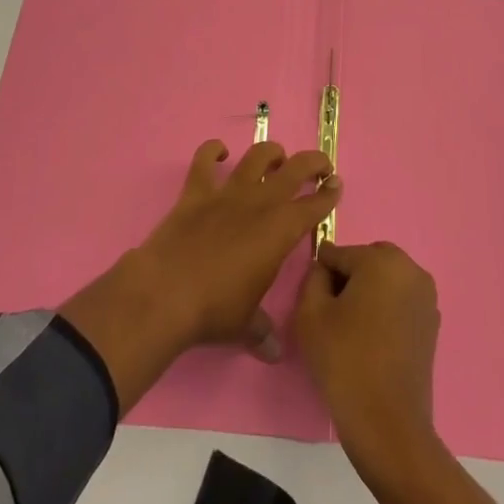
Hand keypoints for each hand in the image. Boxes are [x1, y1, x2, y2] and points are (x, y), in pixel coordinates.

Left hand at [61, 140, 339, 412]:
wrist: (167, 293)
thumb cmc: (215, 310)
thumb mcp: (245, 325)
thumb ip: (263, 332)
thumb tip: (274, 353)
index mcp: (280, 231)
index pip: (314, 206)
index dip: (329, 194)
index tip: (337, 185)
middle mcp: (259, 203)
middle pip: (295, 169)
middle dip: (313, 163)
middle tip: (319, 167)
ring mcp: (228, 192)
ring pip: (257, 156)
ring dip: (271, 153)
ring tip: (276, 158)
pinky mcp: (197, 191)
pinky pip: (205, 158)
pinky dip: (213, 151)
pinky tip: (220, 153)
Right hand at [294, 241, 441, 467]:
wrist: (387, 424)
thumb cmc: (345, 362)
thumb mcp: (310, 314)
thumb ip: (313, 277)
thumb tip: (324, 269)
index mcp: (382, 260)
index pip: (340, 253)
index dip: (322, 275)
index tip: (314, 300)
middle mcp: (411, 269)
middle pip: (367, 261)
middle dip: (349, 278)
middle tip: (332, 314)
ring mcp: (426, 297)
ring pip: (386, 280)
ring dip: (369, 292)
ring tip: (352, 329)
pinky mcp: (432, 323)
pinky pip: (401, 301)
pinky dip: (386, 310)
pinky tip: (372, 341)